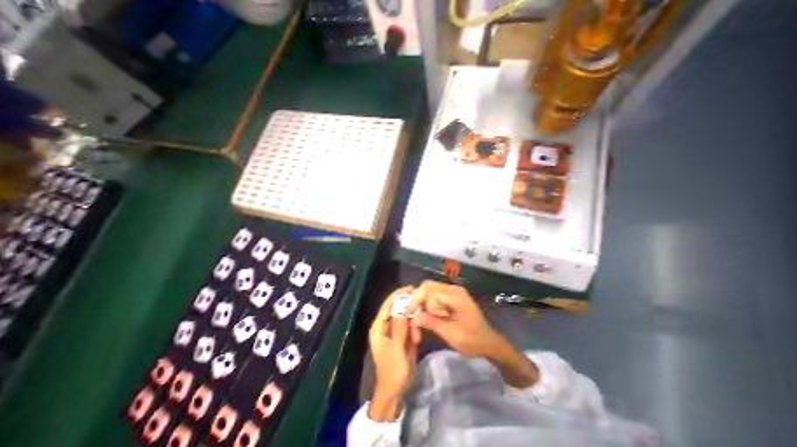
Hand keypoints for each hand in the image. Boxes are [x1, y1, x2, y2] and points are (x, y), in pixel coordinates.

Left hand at [368, 289, 419, 419]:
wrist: (396, 390)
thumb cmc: (392, 371)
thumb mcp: (396, 350)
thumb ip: (399, 329)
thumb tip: (403, 310)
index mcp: (379, 327)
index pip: (387, 305)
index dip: (397, 295)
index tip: (410, 288)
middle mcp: (386, 326)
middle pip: (397, 310)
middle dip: (408, 310)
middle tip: (420, 307)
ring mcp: (395, 332)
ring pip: (406, 318)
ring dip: (413, 325)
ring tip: (415, 339)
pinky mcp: (403, 337)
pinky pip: (410, 327)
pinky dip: (415, 332)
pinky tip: (416, 342)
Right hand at [407, 282, 499, 357]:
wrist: (489, 343)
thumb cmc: (472, 340)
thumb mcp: (451, 334)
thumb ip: (431, 322)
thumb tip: (414, 317)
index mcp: (454, 295)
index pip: (428, 289)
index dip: (416, 299)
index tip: (408, 313)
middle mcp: (453, 289)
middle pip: (428, 287)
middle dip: (419, 301)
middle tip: (415, 316)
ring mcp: (454, 291)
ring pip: (431, 290)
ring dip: (425, 303)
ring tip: (425, 319)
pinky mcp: (454, 296)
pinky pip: (436, 295)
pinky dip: (431, 304)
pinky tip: (432, 316)